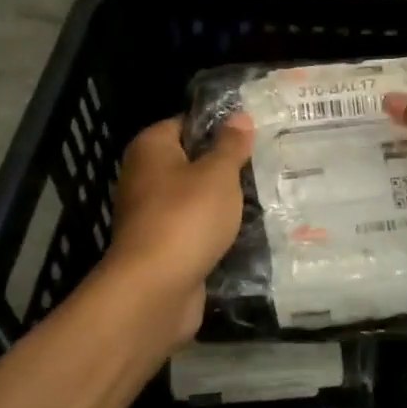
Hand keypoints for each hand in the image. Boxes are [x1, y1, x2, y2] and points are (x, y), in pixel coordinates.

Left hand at [104, 113, 253, 347]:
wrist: (155, 290)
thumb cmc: (186, 218)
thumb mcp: (218, 174)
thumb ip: (231, 145)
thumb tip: (240, 116)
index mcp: (150, 148)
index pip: (186, 123)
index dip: (218, 126)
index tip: (253, 134)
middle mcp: (143, 176)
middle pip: (190, 161)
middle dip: (223, 166)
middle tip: (263, 164)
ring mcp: (149, 214)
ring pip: (193, 197)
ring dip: (220, 201)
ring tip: (262, 195)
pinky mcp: (160, 247)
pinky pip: (192, 228)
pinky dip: (212, 230)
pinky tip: (243, 230)